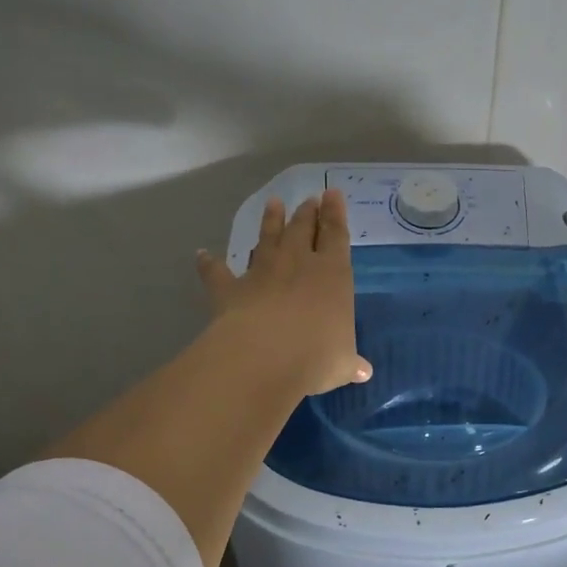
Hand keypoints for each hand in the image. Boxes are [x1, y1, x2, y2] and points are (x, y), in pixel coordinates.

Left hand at [197, 190, 371, 396]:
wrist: (265, 356)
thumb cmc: (317, 355)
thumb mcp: (342, 362)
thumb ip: (350, 362)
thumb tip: (363, 373)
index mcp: (333, 273)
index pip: (336, 235)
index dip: (336, 213)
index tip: (333, 194)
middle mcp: (298, 263)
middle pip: (302, 229)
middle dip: (307, 212)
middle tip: (309, 198)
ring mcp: (262, 272)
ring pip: (267, 238)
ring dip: (270, 221)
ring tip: (273, 204)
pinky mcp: (230, 289)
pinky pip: (217, 272)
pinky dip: (209, 263)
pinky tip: (202, 254)